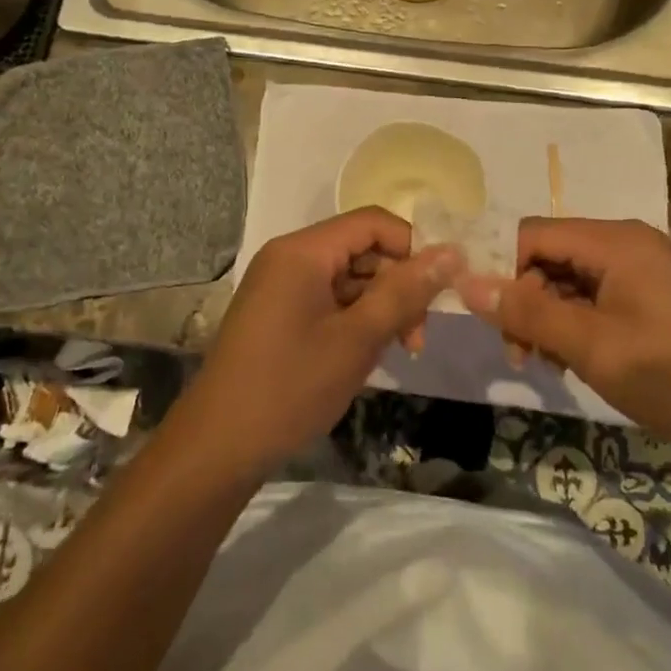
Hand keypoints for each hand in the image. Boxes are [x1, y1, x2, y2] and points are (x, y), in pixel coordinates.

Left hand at [177, 209, 459, 474]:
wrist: (217, 448)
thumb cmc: (291, 387)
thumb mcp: (358, 339)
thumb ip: (405, 292)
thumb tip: (452, 252)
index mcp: (303, 251)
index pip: (373, 223)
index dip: (412, 248)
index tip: (439, 290)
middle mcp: (289, 257)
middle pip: (362, 250)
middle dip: (398, 287)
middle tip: (417, 338)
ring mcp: (281, 285)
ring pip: (349, 278)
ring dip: (380, 308)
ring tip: (398, 352)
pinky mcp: (278, 312)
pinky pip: (329, 300)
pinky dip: (355, 321)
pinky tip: (367, 355)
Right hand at [457, 218, 670, 447]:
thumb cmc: (669, 372)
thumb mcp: (589, 345)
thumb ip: (527, 312)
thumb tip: (466, 283)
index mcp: (614, 241)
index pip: (534, 234)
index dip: (504, 269)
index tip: (492, 318)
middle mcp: (627, 243)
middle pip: (552, 256)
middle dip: (527, 301)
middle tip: (521, 353)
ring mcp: (642, 269)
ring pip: (571, 280)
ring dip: (550, 318)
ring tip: (548, 364)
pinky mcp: (652, 295)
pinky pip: (597, 296)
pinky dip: (577, 323)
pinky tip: (574, 360)